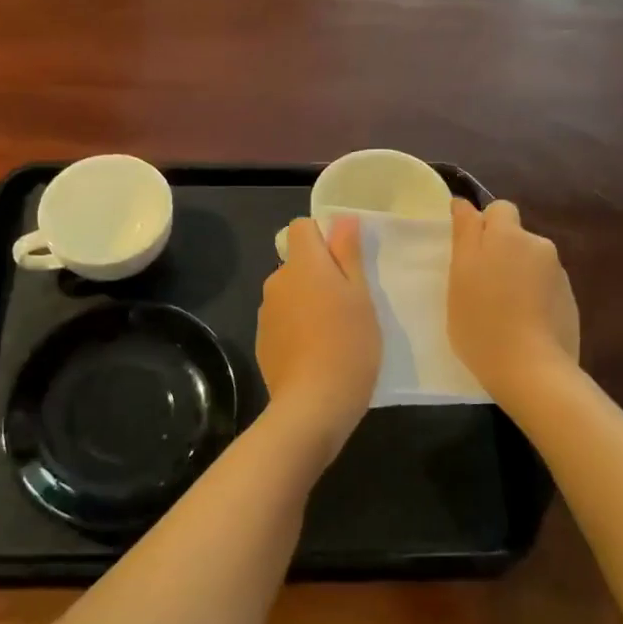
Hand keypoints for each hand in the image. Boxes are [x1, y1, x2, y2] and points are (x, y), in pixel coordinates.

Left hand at [256, 216, 379, 444]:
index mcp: (303, 264)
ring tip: (334, 333)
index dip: (323, 236)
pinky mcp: (262, 341)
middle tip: (349, 304)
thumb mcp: (361, 296)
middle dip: (319, 274)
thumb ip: (348, 254)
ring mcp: (265, 312)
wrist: (313, 404)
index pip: (301, 227)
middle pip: (297, 263)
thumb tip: (342, 219)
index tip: (345, 261)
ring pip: (290, 293)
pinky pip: (282, 320)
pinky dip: (297, 328)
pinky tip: (316, 354)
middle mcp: (277, 281)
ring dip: (308, 302)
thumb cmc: (348, 344)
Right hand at [449, 199, 579, 400]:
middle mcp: (539, 245)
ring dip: (517, 275)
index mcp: (509, 235)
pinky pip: (545, 287)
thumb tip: (464, 203)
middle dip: (500, 252)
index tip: (468, 254)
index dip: (483, 226)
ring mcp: (559, 274)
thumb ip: (465, 233)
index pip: (498, 209)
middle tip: (479, 286)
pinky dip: (533, 297)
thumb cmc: (482, 321)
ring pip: (531, 262)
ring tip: (502, 310)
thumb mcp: (459, 275)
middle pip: (516, 237)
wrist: (532, 370)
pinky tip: (523, 324)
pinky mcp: (570, 301)